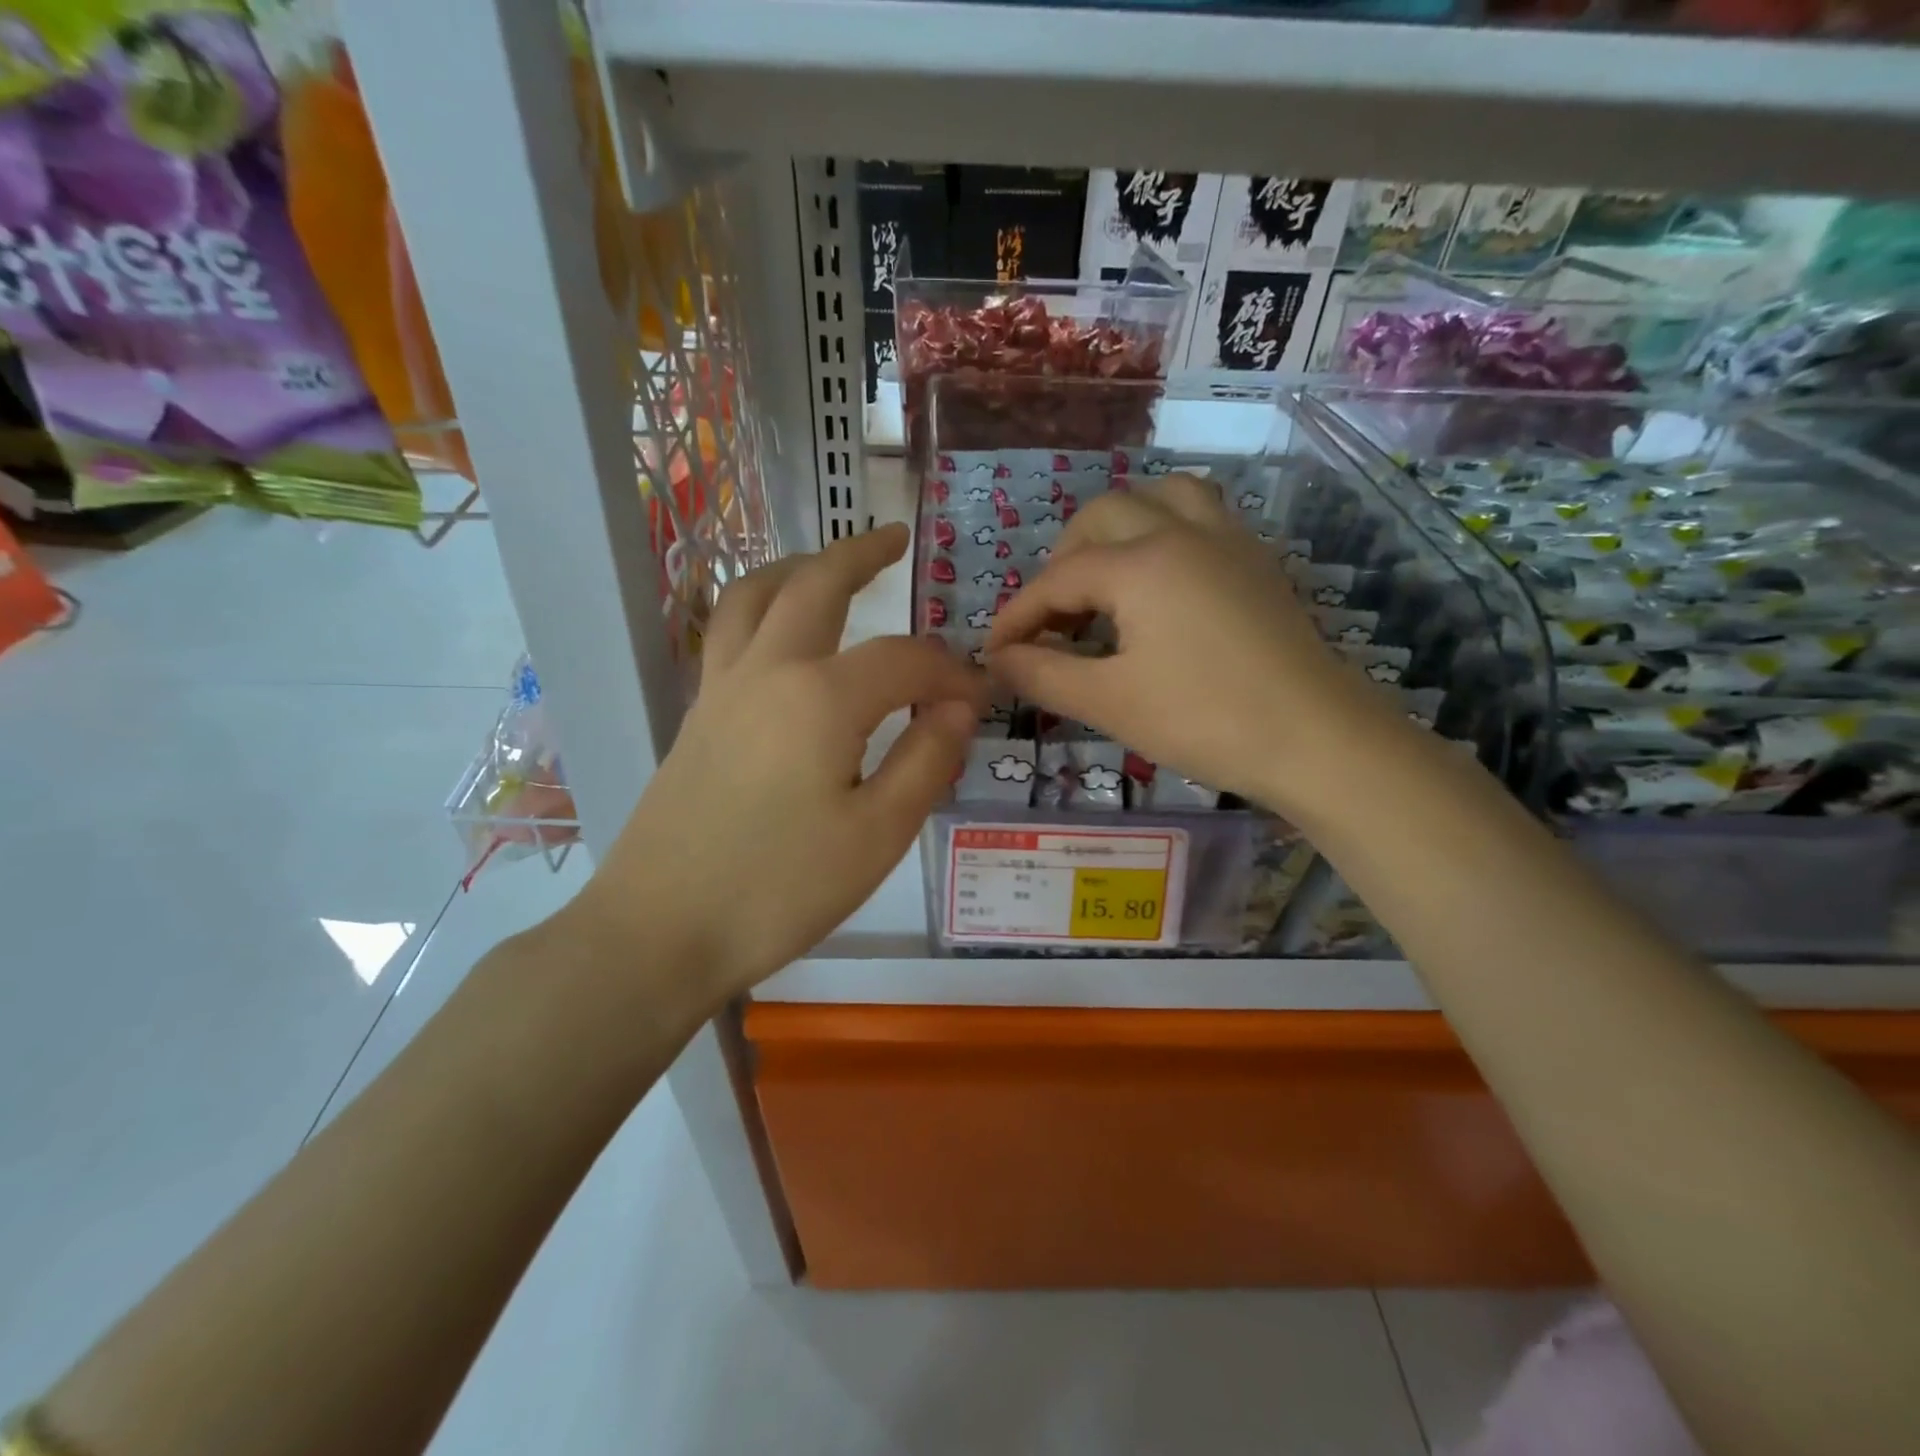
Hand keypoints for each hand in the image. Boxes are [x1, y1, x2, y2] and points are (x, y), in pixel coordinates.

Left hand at [588, 524, 986, 999]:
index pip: (905, 661)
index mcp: (820, 697)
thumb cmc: (779, 889)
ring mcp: (720, 690)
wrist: (660, 931)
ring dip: (797, 567)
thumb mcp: (878, 834)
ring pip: (754, 597)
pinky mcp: (696, 717)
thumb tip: (957, 705)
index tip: (979, 698)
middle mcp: (766, 672)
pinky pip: (729, 633)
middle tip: (895, 538)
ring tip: (825, 562)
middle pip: (814, 586)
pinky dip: (761, 607)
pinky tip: (780, 634)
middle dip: (859, 554)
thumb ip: (927, 759)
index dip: (950, 673)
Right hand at [986, 474, 1392, 811]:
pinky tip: (1161, 582)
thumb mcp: (1109, 702)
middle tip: (1052, 619)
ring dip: (1118, 528)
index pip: (1056, 579)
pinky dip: (1164, 531)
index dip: (1017, 616)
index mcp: (1139, 563)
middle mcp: (1180, 531)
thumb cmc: (1205, 720)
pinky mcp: (1256, 560)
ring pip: (1159, 496)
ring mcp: (1226, 539)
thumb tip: (996, 660)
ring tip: (1105, 579)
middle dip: (1062, 562)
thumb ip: (1043, 673)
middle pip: (1101, 517)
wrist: (1318, 739)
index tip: (994, 653)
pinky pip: (1200, 515)